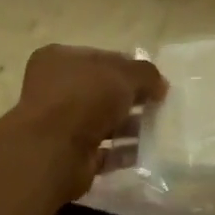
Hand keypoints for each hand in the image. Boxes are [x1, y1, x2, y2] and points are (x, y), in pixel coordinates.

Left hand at [11, 44, 166, 199]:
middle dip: (133, 99)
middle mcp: (56, 90)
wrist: (54, 151)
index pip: (102, 58)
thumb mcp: (123, 75)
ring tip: (159, 130)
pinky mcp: (72, 155)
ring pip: (105, 122)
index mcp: (59, 60)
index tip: (155, 81)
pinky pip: (105, 151)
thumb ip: (146, 74)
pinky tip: (148, 152)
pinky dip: (125, 152)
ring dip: (132, 127)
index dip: (131, 68)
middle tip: (160, 106)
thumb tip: (160, 85)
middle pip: (103, 92)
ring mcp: (62, 124)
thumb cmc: (84, 99)